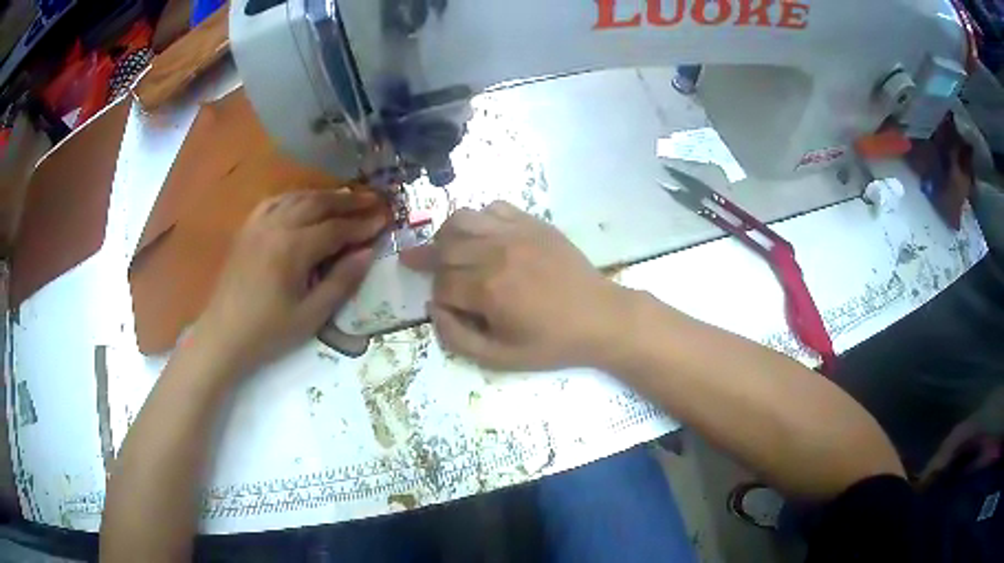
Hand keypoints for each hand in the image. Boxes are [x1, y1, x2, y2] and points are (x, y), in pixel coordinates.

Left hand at [196, 189, 388, 371]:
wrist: (223, 336)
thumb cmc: (268, 332)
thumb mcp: (311, 316)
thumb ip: (341, 282)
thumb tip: (368, 254)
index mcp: (292, 248)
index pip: (335, 229)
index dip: (362, 224)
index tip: (385, 219)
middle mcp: (276, 226)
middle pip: (318, 204)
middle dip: (348, 201)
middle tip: (374, 199)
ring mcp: (258, 224)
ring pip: (297, 197)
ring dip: (325, 195)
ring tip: (347, 196)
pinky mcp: (247, 229)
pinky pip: (275, 202)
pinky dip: (296, 197)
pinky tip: (304, 201)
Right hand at [401, 201, 628, 370]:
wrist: (600, 317)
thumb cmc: (551, 343)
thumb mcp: (501, 358)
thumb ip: (458, 338)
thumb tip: (433, 308)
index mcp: (489, 290)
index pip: (441, 285)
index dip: (437, 297)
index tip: (447, 307)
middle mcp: (496, 253)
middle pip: (444, 247)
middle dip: (430, 260)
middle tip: (420, 265)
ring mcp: (516, 233)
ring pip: (462, 219)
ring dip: (447, 234)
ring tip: (445, 247)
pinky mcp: (533, 223)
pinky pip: (493, 207)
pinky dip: (479, 218)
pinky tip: (482, 236)